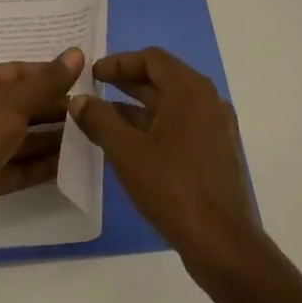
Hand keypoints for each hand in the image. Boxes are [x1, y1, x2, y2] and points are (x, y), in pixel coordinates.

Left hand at [0, 48, 84, 243]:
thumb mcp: (14, 102)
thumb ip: (48, 82)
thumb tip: (77, 52)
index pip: (20, 72)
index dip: (51, 76)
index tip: (85, 81)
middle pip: (23, 104)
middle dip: (55, 109)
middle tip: (93, 113)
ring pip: (23, 137)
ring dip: (52, 138)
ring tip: (90, 138)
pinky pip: (20, 166)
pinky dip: (42, 165)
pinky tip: (72, 166)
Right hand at [68, 47, 257, 278]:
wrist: (223, 244)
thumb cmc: (173, 188)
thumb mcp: (127, 152)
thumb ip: (99, 120)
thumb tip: (78, 100)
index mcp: (190, 90)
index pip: (151, 58)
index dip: (119, 62)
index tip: (92, 73)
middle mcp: (207, 100)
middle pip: (162, 78)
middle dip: (126, 82)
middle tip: (94, 89)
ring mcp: (215, 127)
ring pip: (171, 104)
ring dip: (138, 106)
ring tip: (104, 117)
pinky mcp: (216, 152)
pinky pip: (181, 125)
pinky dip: (154, 125)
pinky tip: (130, 144)